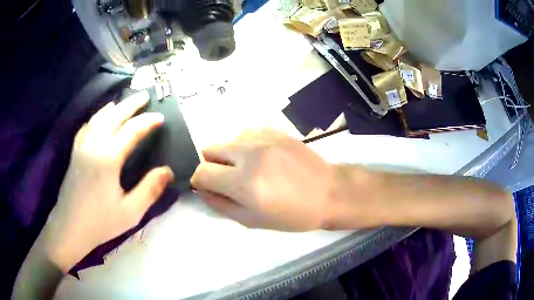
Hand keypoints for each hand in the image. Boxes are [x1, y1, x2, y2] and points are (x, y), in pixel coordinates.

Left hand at [44, 91, 173, 271]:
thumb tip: (168, 171)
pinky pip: (86, 127)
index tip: (161, 117)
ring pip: (99, 118)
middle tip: (145, 96)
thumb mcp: (131, 212)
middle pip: (114, 116)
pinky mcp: (75, 153)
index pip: (132, 131)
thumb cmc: (101, 222)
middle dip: (131, 104)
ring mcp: (82, 147)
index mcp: (109, 158)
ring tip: (123, 102)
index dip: (148, 122)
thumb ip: (150, 189)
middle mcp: (94, 145)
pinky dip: (95, 118)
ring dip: (113, 107)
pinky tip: (98, 118)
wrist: (70, 227)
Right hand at [191, 129, 338, 230]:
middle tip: (227, 179)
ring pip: (227, 141)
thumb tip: (201, 190)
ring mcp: (262, 138)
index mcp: (243, 182)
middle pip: (209, 149)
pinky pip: (246, 134)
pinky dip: (245, 146)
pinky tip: (261, 158)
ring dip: (229, 155)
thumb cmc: (292, 214)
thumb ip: (220, 204)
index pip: (202, 171)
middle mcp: (248, 153)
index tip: (207, 186)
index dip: (199, 180)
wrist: (328, 192)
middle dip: (210, 165)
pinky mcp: (274, 130)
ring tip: (248, 169)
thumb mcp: (252, 220)